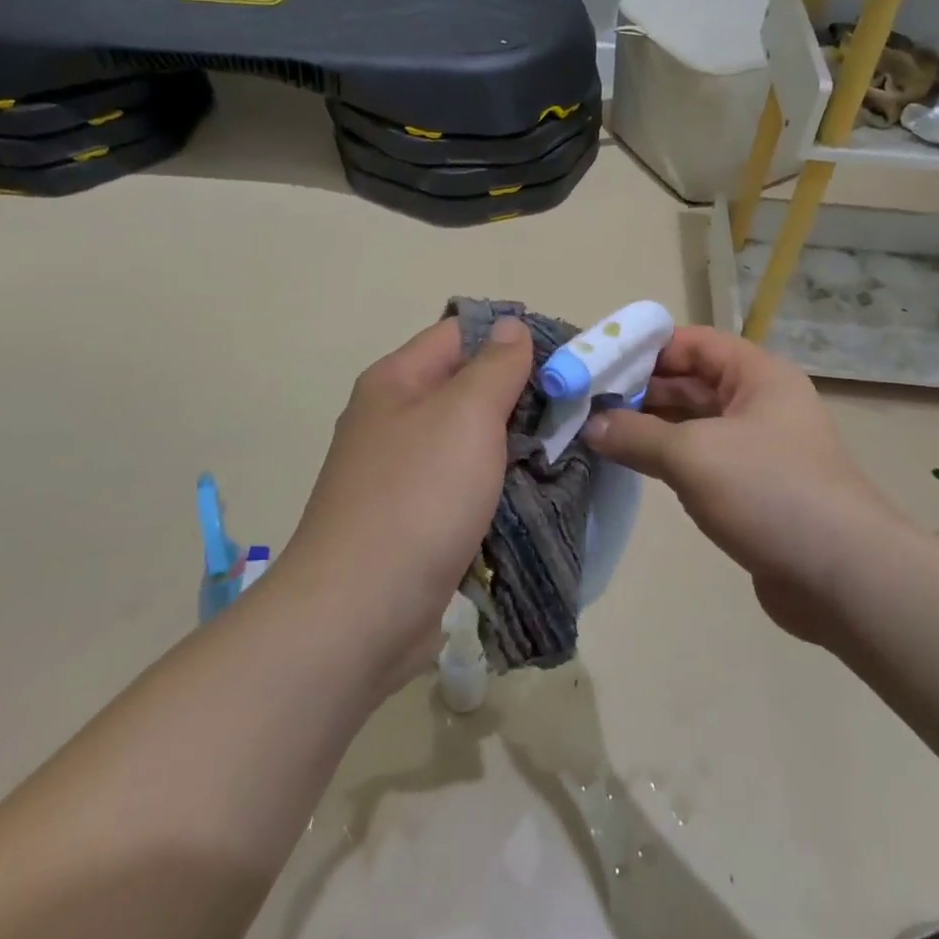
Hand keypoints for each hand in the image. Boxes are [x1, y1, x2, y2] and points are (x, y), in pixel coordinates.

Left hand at [277, 315, 534, 692]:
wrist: (360, 612)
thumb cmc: (417, 497)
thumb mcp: (465, 415)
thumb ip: (496, 367)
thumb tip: (512, 326)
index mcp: (396, 381)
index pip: (461, 333)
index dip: (514, 337)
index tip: (568, 357)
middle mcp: (393, 419)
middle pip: (466, 387)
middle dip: (521, 395)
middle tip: (578, 408)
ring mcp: (401, 473)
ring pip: (469, 440)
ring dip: (514, 443)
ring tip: (568, 448)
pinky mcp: (413, 519)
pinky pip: (464, 486)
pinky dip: (498, 485)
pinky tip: (536, 492)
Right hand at [583, 327, 911, 643]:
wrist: (844, 577)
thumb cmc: (770, 492)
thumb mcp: (694, 454)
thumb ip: (637, 435)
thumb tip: (590, 426)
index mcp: (758, 375)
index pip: (693, 342)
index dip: (645, 349)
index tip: (597, 364)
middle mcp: (760, 403)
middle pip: (691, 381)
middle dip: (641, 390)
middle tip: (587, 403)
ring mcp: (759, 447)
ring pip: (694, 422)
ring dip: (650, 426)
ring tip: (597, 432)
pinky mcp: (754, 488)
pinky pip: (702, 459)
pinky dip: (668, 458)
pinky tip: (633, 465)